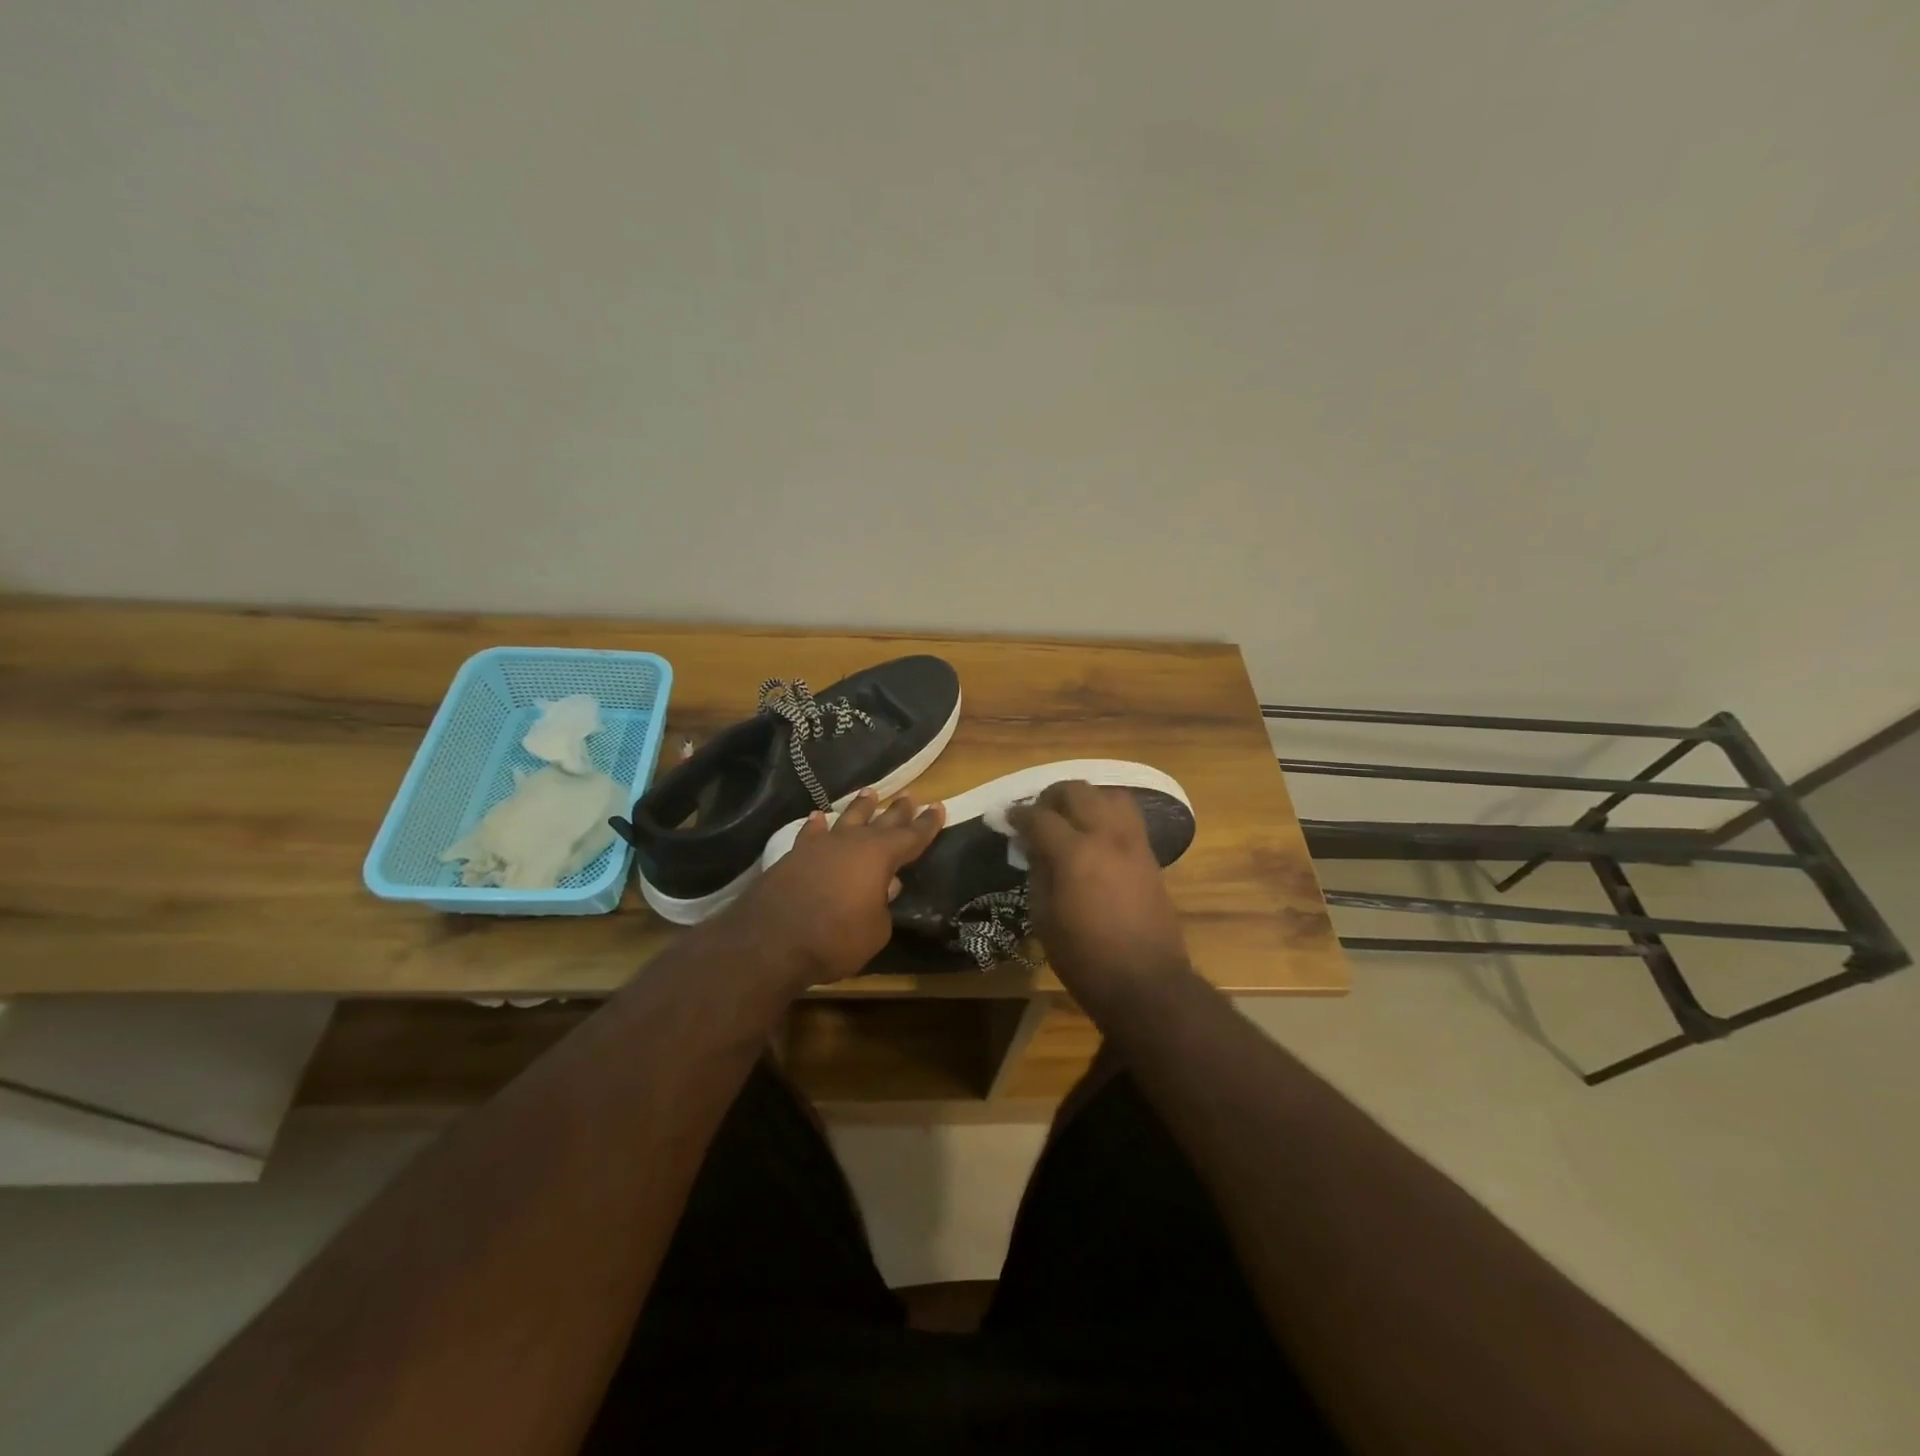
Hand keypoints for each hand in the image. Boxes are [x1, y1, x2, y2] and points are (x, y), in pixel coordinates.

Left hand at [722, 790, 944, 988]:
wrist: (770, 941)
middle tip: (911, 796)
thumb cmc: (834, 939)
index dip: (926, 824)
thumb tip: (885, 889)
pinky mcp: (793, 857)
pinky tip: (817, 818)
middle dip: (898, 810)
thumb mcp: (875, 931)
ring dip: (859, 808)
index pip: (911, 837)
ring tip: (870, 793)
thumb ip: (883, 907)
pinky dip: (817, 826)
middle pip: (880, 821)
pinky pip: (811, 834)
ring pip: (846, 819)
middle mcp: (851, 843)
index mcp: (879, 857)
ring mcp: (820, 847)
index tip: (938, 807)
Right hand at [1008, 781, 1190, 1005]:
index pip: (1040, 817)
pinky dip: (1109, 813)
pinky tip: (1097, 833)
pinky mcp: (1150, 856)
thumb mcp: (1045, 919)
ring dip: (1087, 798)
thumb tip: (1034, 849)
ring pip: (1111, 795)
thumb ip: (1038, 874)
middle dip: (1052, 796)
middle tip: (1039, 812)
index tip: (1008, 817)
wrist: (1146, 982)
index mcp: (1074, 853)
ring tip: (1073, 816)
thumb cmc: (1085, 958)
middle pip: (1077, 791)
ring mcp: (1133, 843)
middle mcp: (1106, 836)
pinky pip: (1129, 817)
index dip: (1019, 814)